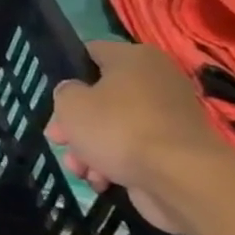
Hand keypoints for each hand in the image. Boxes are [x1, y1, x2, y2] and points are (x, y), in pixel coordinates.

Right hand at [47, 41, 226, 229]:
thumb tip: (75, 94)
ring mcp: (168, 116)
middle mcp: (155, 80)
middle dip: (73, 123)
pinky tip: (101, 180)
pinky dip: (114, 163)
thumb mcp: (70, 103)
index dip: (66, 75)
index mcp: (134, 58)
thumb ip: (64, 92)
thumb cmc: (118, 128)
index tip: (54, 100)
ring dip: (89, 148)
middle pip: (98, 96)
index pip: (90, 54)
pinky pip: (133, 148)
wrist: (181, 178)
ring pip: (113, 126)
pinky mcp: (174, 147)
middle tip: (58, 140)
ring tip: (79, 169)